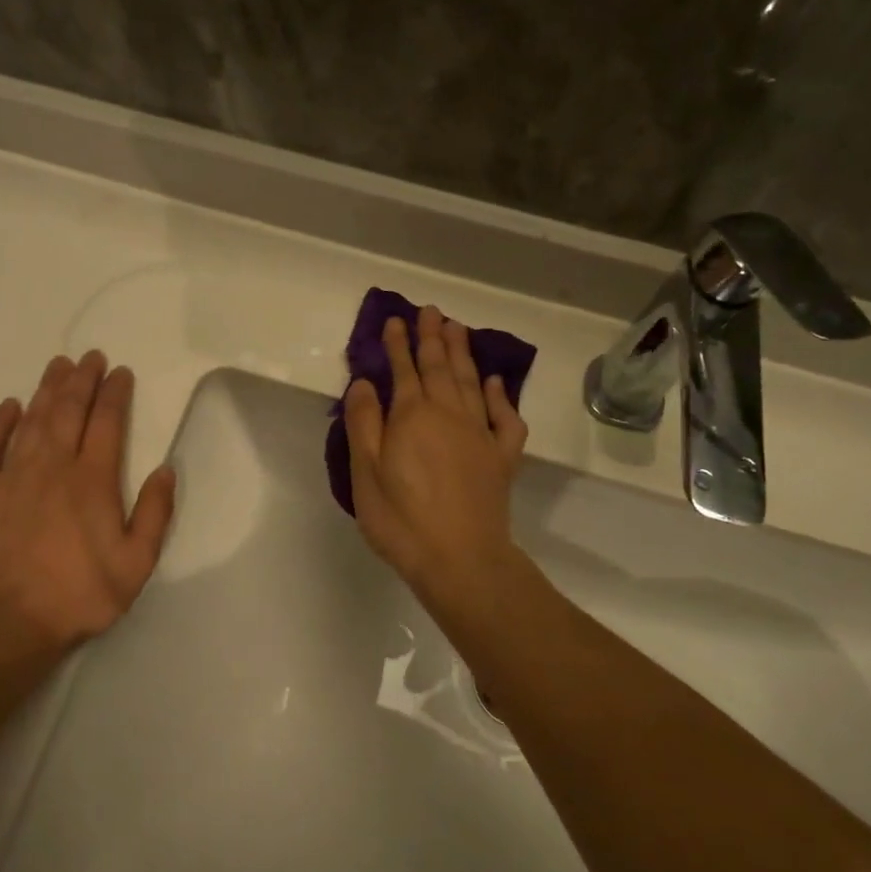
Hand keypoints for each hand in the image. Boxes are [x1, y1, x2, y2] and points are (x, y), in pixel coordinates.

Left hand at [0, 351, 176, 656]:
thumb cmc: (77, 594)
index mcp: (92, 480)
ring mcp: (12, 476)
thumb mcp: (136, 563)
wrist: (4, 624)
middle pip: (68, 411)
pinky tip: (9, 406)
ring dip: (46, 390)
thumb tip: (165, 469)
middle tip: (90, 357)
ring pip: (32, 420)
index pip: (107, 423)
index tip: (120, 372)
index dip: (114, 393)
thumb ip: (155, 513)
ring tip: (57, 365)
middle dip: (82, 380)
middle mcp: (53, 466)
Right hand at [344, 305, 527, 609]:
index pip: (404, 370)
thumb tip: (364, 382)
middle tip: (432, 311)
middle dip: (433, 338)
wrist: (461, 560)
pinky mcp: (502, 457)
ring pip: (472, 382)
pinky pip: (506, 418)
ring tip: (458, 329)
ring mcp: (481, 434)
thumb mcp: (366, 474)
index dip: (399, 344)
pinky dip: (501, 397)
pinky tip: (496, 383)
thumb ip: (364, 424)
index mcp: (413, 416)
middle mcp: (449, 414)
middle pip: (440, 367)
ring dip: (463, 354)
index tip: (396, 320)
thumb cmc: (403, 520)